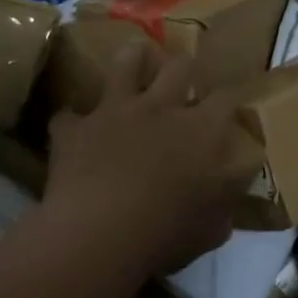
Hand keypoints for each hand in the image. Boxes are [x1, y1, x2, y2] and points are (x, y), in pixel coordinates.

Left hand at [43, 42, 263, 277]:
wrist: (98, 235)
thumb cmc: (166, 233)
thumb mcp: (211, 229)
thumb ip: (223, 209)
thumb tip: (228, 206)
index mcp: (202, 131)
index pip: (227, 99)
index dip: (228, 101)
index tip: (227, 111)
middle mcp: (162, 108)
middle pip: (180, 66)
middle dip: (184, 70)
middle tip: (183, 84)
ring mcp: (116, 111)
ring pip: (126, 63)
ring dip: (132, 62)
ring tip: (135, 65)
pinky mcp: (76, 128)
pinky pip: (69, 116)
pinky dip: (73, 123)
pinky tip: (75, 130)